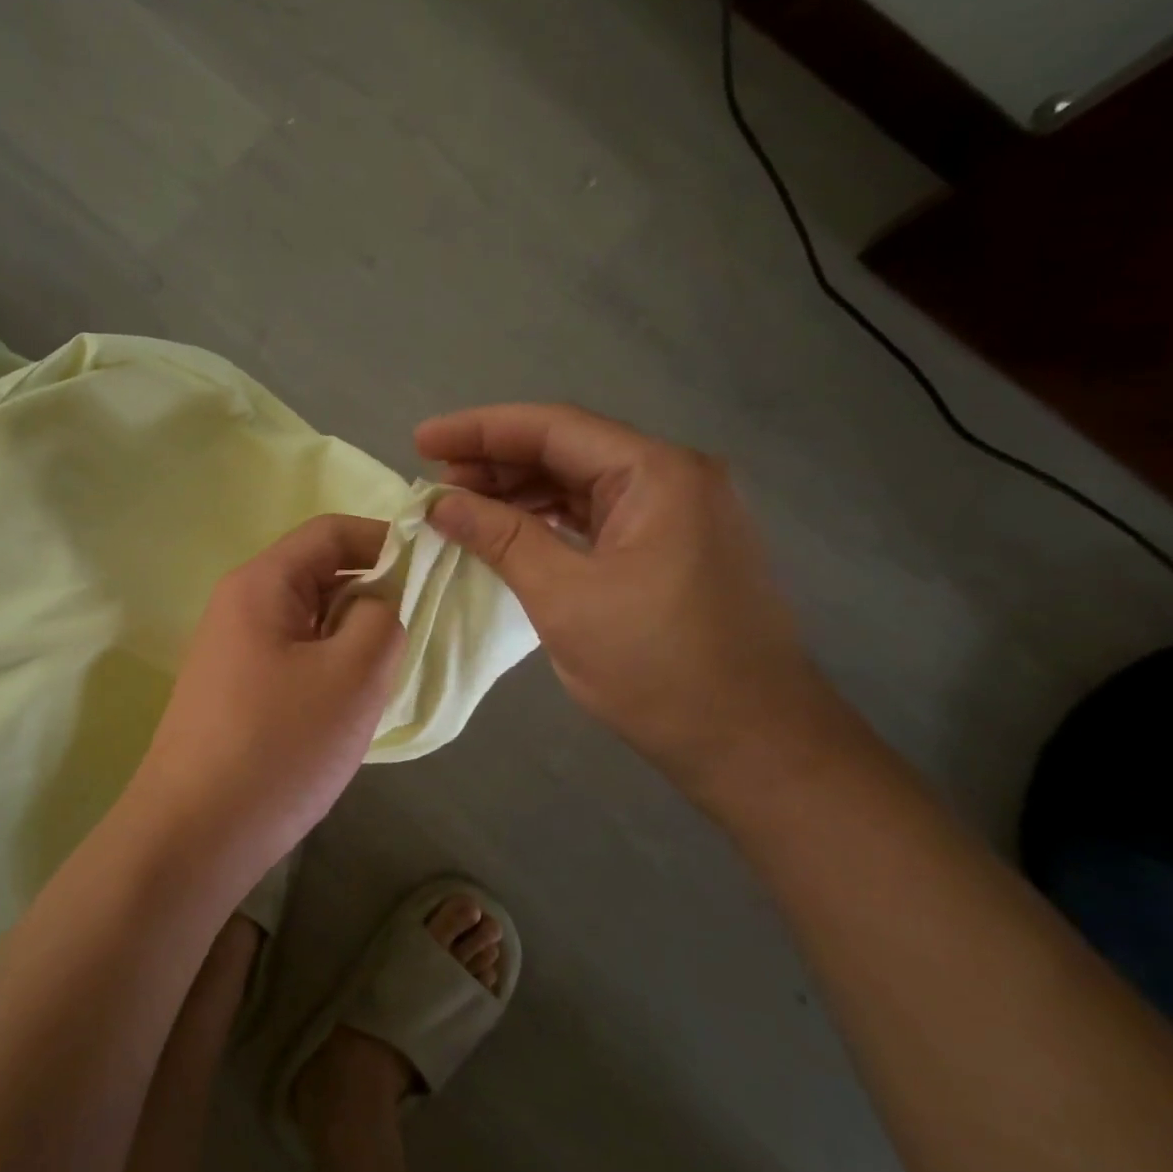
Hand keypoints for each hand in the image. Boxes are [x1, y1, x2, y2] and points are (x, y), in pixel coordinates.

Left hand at [126, 515, 405, 858]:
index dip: (386, 541)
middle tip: (411, 638)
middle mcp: (239, 605)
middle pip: (318, 574)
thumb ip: (382, 619)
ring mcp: (231, 650)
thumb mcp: (353, 676)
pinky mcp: (232, 690)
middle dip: (371, 596)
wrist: (192, 836)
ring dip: (350, 639)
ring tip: (381, 680)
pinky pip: (292, 657)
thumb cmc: (278, 747)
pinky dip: (327, 667)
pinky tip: (344, 708)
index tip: (432, 572)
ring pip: (308, 621)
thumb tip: (377, 605)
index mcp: (261, 583)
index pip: (331, 532)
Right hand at [416, 404, 851, 797]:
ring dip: (518, 491)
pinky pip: (596, 516)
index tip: (420, 441)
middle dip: (495, 461)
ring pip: (580, 483)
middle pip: (568, 449)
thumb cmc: (658, 667)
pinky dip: (547, 520)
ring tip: (459, 506)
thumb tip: (439, 502)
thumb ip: (501, 537)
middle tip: (433, 481)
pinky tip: (508, 531)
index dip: (480, 429)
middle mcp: (672, 478)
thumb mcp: (565, 597)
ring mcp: (676, 514)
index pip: (553, 428)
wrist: (752, 743)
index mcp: (656, 474)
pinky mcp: (671, 549)